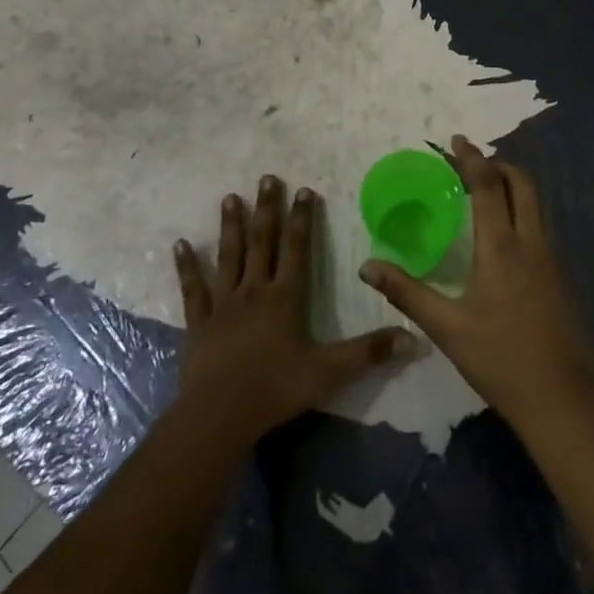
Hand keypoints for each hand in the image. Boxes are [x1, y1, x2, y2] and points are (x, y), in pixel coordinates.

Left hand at [173, 174, 414, 447]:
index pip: (297, 248)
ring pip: (228, 256)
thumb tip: (413, 338)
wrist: (219, 415)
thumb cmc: (276, 389)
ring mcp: (223, 304)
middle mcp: (254, 290)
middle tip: (267, 178)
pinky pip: (193, 288)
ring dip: (231, 226)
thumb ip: (369, 353)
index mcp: (285, 297)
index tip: (304, 190)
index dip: (302, 219)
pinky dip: (187, 266)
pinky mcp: (199, 322)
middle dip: (267, 209)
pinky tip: (180, 244)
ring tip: (230, 197)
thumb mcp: (330, 372)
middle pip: (262, 242)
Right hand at [360, 136, 593, 431]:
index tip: (455, 140)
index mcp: (502, 247)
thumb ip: (407, 292)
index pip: (488, 185)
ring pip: (536, 203)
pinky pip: (540, 224)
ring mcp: (551, 258)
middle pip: (522, 183)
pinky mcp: (560, 276)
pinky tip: (503, 232)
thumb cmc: (501, 360)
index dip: (471, 158)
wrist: (564, 400)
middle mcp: (531, 242)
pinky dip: (521, 209)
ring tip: (484, 188)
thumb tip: (367, 266)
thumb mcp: (447, 328)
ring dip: (512, 184)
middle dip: (497, 164)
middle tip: (469, 162)